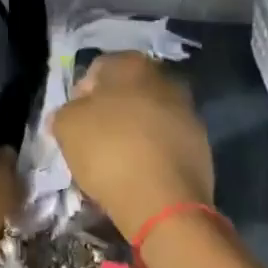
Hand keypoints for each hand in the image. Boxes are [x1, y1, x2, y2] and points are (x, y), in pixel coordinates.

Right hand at [50, 52, 212, 239]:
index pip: (97, 69)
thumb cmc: (109, 151)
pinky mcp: (201, 145)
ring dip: (132, 132)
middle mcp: (165, 79)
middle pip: (126, 92)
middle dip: (109, 112)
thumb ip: (65, 112)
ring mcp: (188, 112)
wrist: (164, 203)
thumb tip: (73, 115)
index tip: (73, 122)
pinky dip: (151, 153)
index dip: (80, 95)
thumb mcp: (66, 125)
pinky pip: (164, 142)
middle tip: (92, 140)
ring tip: (114, 162)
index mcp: (132, 64)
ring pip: (147, 117)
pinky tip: (137, 174)